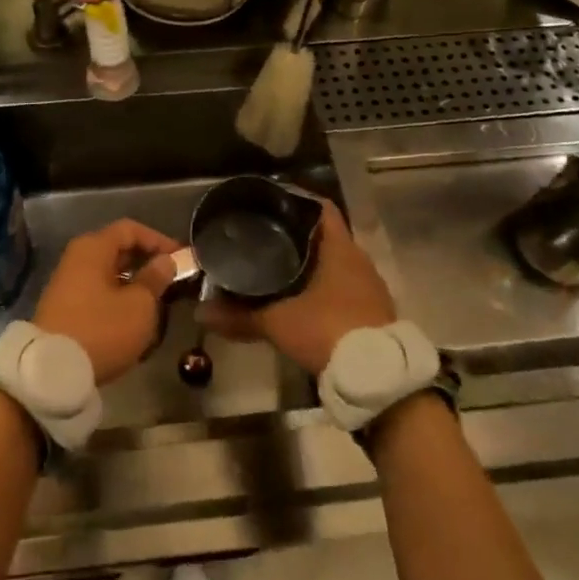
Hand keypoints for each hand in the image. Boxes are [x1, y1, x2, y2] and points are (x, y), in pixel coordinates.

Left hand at [32, 218, 181, 384]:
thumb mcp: (139, 305)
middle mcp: (76, 258)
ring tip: (158, 301)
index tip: (181, 258)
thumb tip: (164, 261)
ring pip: (108, 272)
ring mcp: (67, 283)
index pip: (130, 229)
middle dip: (146, 262)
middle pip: (117, 249)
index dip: (159, 240)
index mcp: (93, 248)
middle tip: (172, 280)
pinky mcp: (64, 307)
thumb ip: (154, 278)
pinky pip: (97, 291)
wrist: (52, 371)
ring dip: (133, 282)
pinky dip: (117, 297)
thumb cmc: (102, 330)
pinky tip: (132, 317)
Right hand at [198, 200, 394, 373]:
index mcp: (340, 249)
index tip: (271, 203)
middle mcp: (359, 260)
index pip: (321, 208)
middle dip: (298, 235)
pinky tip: (302, 297)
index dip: (297, 201)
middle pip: (327, 236)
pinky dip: (324, 287)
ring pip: (337, 263)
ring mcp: (370, 287)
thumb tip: (201, 312)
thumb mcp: (278, 322)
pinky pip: (345, 287)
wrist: (377, 378)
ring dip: (313, 263)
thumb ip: (239, 316)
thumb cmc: (328, 330)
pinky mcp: (374, 312)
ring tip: (278, 265)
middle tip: (265, 236)